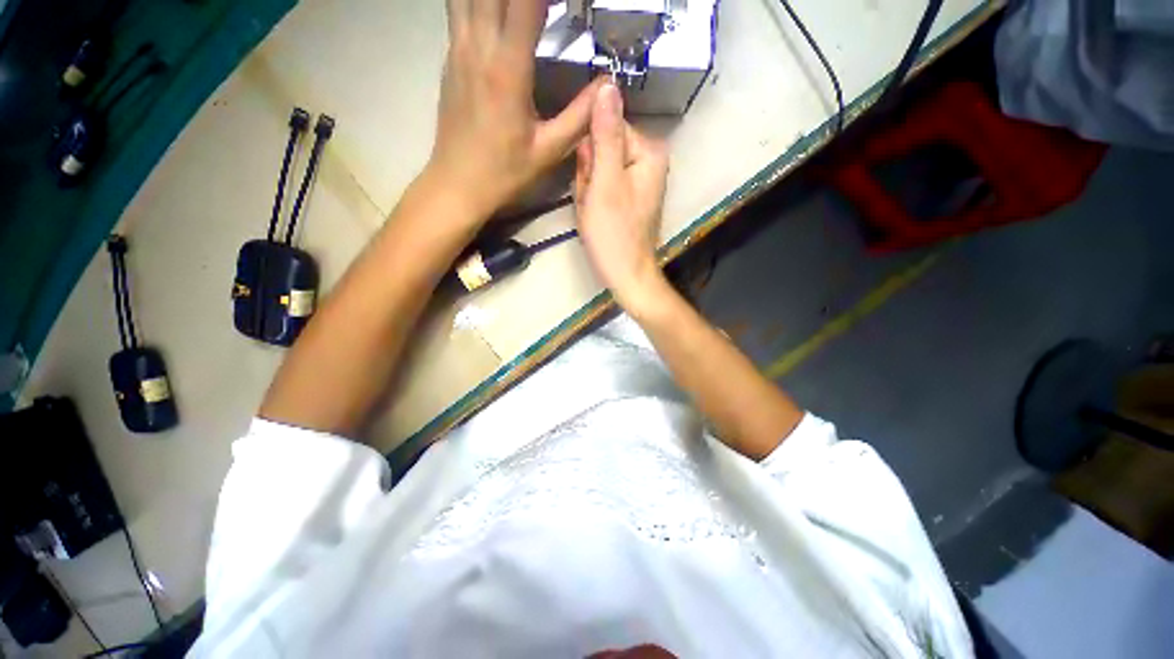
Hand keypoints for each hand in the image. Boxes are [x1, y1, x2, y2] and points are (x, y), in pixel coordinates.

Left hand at [428, 0, 601, 220]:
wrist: (456, 184)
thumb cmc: (504, 173)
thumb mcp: (548, 151)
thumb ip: (579, 116)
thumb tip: (607, 85)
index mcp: (507, 68)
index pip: (527, 2)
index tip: (571, 0)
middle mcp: (478, 46)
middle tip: (554, 3)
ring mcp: (458, 48)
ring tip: (525, 7)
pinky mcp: (450, 57)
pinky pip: (460, 7)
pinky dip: (482, 0)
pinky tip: (499, 11)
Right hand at [574, 83, 669, 310]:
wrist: (625, 273)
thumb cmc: (614, 232)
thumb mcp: (605, 181)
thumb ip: (606, 134)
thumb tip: (607, 84)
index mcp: (648, 150)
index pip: (606, 125)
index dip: (590, 153)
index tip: (590, 181)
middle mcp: (648, 159)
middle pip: (602, 147)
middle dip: (589, 174)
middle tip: (592, 201)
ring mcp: (638, 179)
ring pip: (598, 167)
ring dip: (588, 189)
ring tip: (594, 212)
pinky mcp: (629, 195)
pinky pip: (602, 185)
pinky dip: (593, 199)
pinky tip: (596, 216)